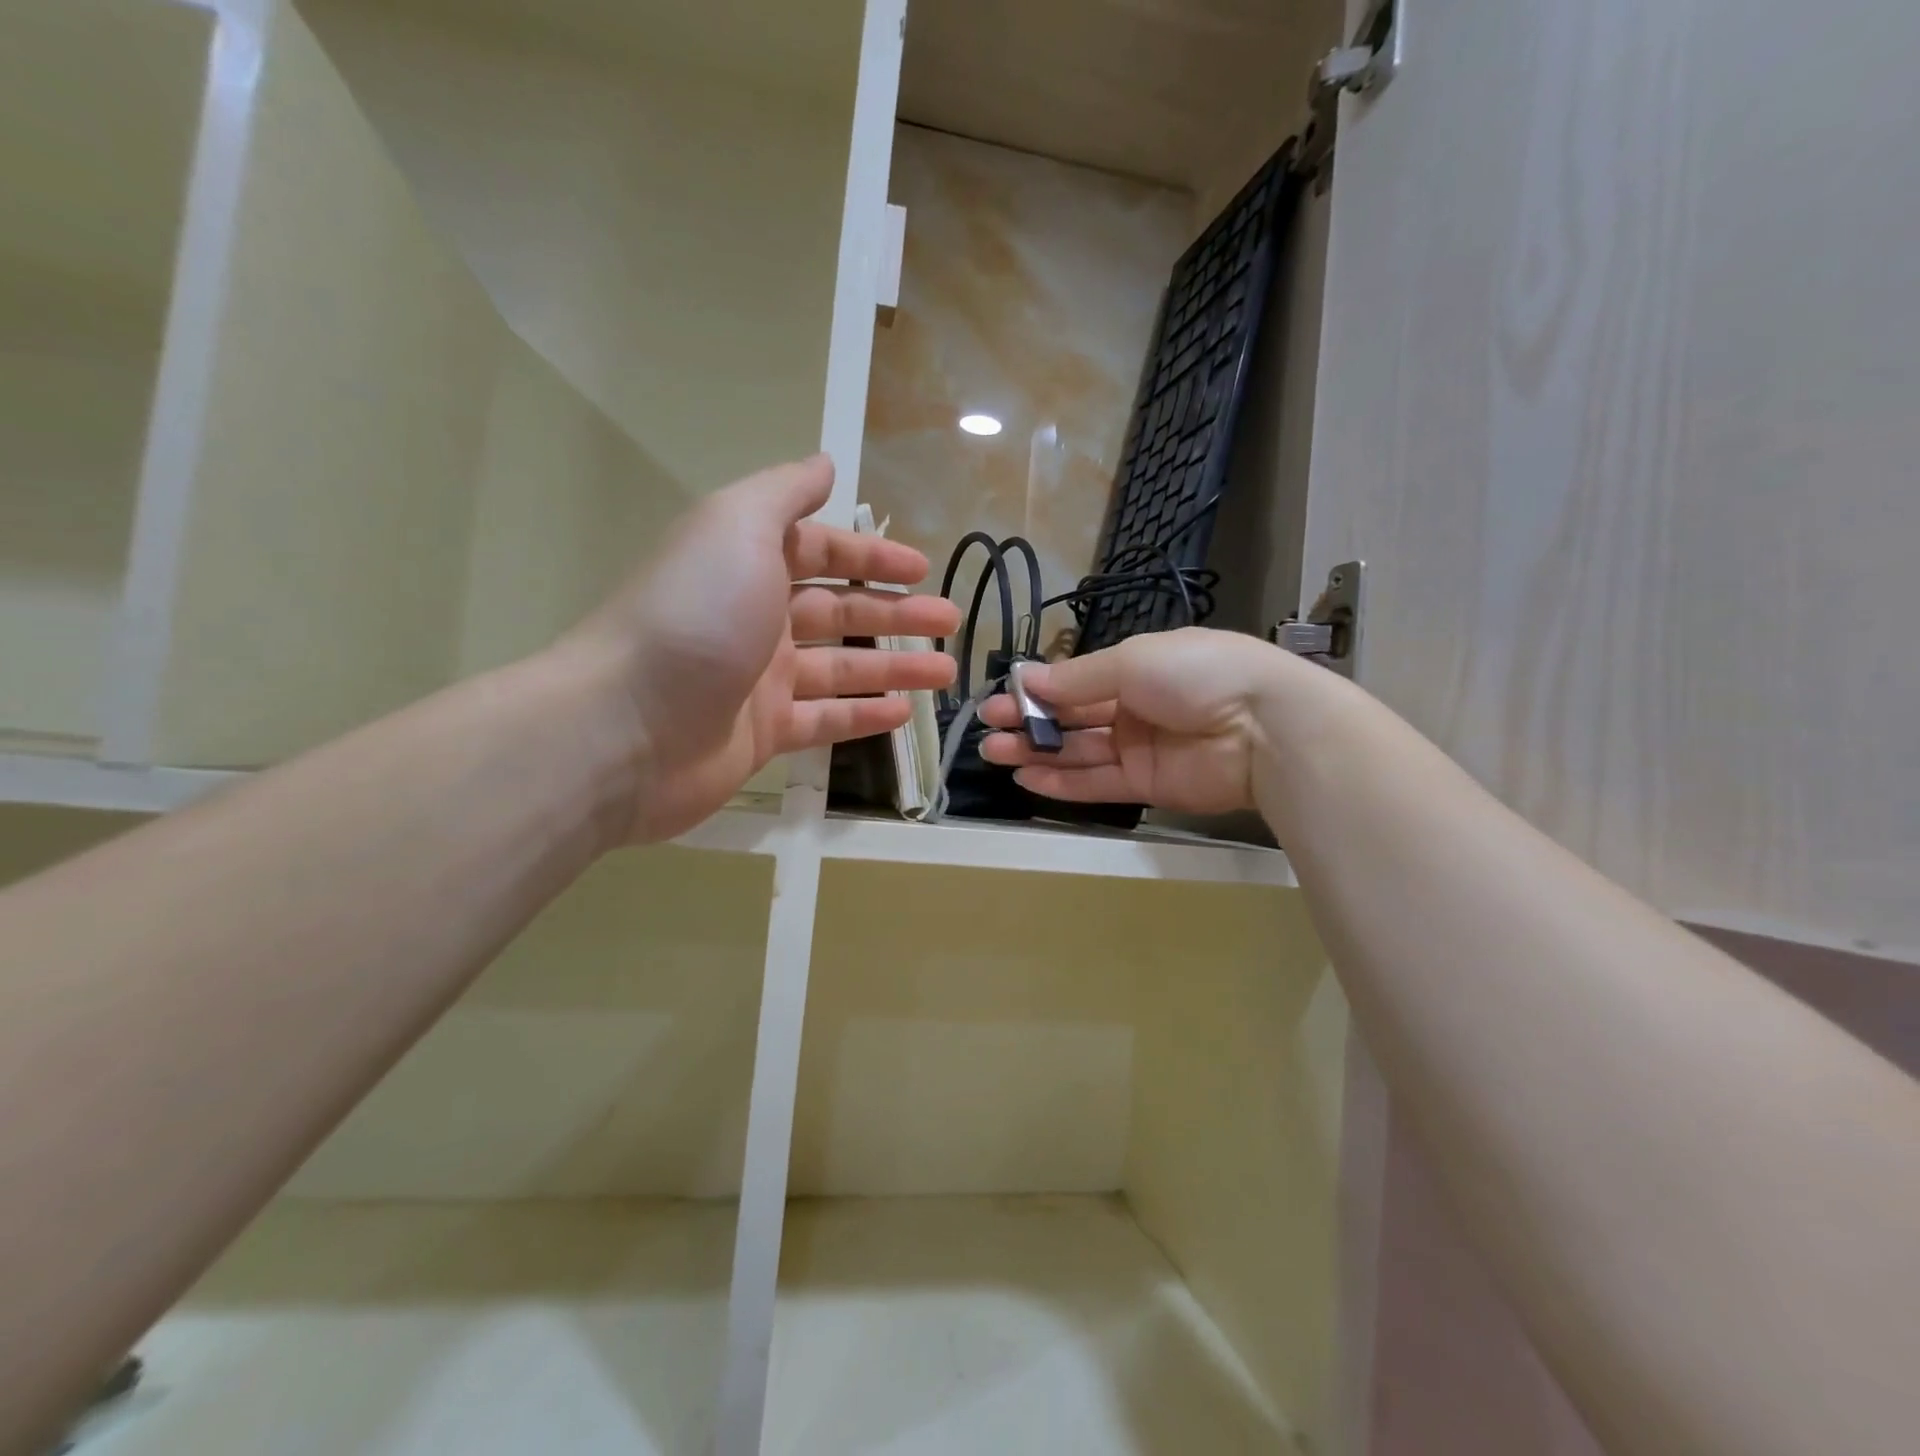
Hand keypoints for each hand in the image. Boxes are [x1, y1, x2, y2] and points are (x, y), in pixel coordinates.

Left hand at [569, 455, 958, 841]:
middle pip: (839, 612)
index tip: (922, 568)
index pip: (821, 552)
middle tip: (950, 622)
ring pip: (841, 669)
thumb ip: (783, 495)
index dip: (872, 556)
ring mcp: (758, 681)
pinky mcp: (761, 734)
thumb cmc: (694, 617)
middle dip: (897, 614)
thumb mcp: (737, 528)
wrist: (625, 727)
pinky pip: (823, 720)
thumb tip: (824, 463)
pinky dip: (862, 715)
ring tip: (944, 673)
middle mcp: (754, 619)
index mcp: (748, 565)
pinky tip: (901, 713)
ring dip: (894, 667)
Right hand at [978, 627, 1331, 815]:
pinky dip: (1063, 783)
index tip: (1000, 698)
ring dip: (1037, 753)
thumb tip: (1027, 680)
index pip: (1076, 681)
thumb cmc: (1196, 674)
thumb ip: (1078, 679)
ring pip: (1079, 752)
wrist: (1265, 727)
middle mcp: (1136, 707)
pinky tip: (1028, 779)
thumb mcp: (1133, 660)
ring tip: (995, 754)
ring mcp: (1141, 748)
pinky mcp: (1147, 786)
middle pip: (1073, 718)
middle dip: (1030, 723)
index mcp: (1137, 667)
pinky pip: (1098, 784)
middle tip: (989, 731)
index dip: (1038, 691)